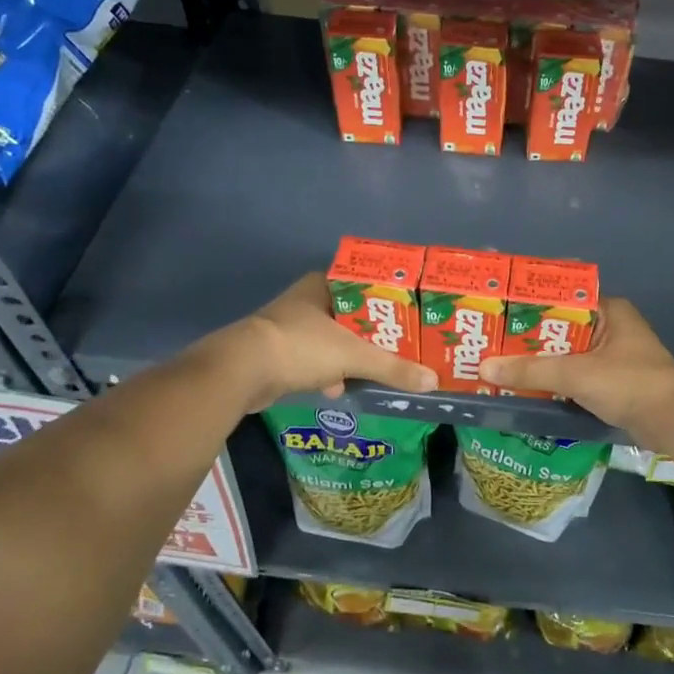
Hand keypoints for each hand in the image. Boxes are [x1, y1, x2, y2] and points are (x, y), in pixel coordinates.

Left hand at [210, 274, 437, 412]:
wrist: (240, 372)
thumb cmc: (301, 347)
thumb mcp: (353, 355)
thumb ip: (392, 368)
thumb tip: (432, 382)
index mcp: (322, 286)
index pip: (364, 284)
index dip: (387, 299)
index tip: (409, 314)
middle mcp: (306, 301)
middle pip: (351, 315)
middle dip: (373, 333)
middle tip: (401, 345)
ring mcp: (289, 328)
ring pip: (332, 339)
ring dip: (351, 355)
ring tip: (378, 368)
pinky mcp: (279, 354)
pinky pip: (314, 361)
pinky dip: (328, 373)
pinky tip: (341, 388)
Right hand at [478, 299, 673, 453]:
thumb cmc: (629, 383)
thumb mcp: (576, 374)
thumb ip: (531, 370)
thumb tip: (485, 367)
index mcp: (609, 310)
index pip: (562, 297)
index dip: (530, 304)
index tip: (498, 312)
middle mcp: (611, 327)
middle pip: (562, 328)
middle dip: (529, 338)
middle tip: (491, 342)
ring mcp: (614, 356)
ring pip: (568, 354)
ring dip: (542, 362)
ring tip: (501, 364)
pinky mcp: (615, 382)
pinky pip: (577, 375)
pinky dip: (557, 381)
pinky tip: (528, 388)